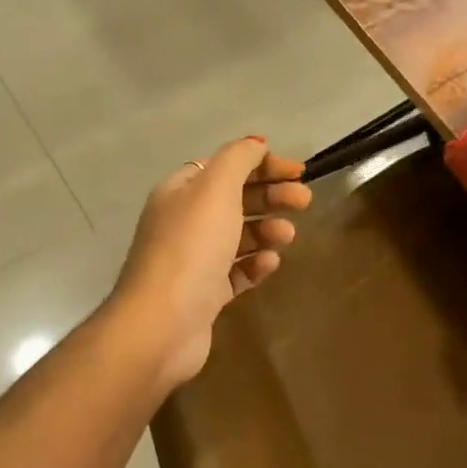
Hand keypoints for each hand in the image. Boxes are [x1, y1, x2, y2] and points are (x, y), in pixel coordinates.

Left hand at [110, 136, 311, 388]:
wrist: (162, 323)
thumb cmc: (191, 248)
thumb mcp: (216, 190)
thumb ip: (238, 160)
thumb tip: (255, 143)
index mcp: (181, 191)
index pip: (225, 166)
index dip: (261, 164)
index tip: (297, 171)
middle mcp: (184, 221)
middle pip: (235, 199)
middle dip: (271, 196)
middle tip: (304, 201)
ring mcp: (193, 260)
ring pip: (238, 236)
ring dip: (266, 230)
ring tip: (286, 236)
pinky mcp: (204, 294)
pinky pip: (236, 271)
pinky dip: (255, 264)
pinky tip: (270, 264)